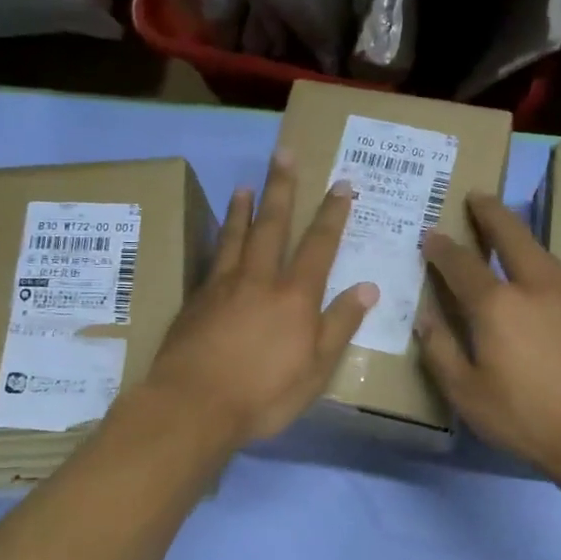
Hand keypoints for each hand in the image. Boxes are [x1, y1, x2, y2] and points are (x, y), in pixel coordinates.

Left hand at [143, 149, 376, 449]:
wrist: (193, 405)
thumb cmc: (264, 393)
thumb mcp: (316, 369)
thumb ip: (339, 325)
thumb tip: (367, 287)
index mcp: (294, 296)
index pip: (319, 245)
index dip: (332, 214)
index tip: (341, 184)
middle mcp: (259, 279)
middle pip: (272, 225)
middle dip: (281, 189)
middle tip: (283, 154)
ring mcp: (222, 286)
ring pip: (235, 236)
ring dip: (244, 208)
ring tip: (245, 185)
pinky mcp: (196, 300)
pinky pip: (212, 258)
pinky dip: (218, 239)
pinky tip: (218, 236)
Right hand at [417, 191, 560, 487]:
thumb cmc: (524, 417)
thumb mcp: (466, 393)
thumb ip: (440, 351)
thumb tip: (424, 317)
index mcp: (496, 306)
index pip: (461, 265)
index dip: (442, 248)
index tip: (430, 234)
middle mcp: (532, 288)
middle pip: (512, 237)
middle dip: (491, 213)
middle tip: (478, 195)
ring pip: (539, 250)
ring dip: (518, 231)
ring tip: (505, 224)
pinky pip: (553, 271)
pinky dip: (536, 257)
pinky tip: (532, 270)